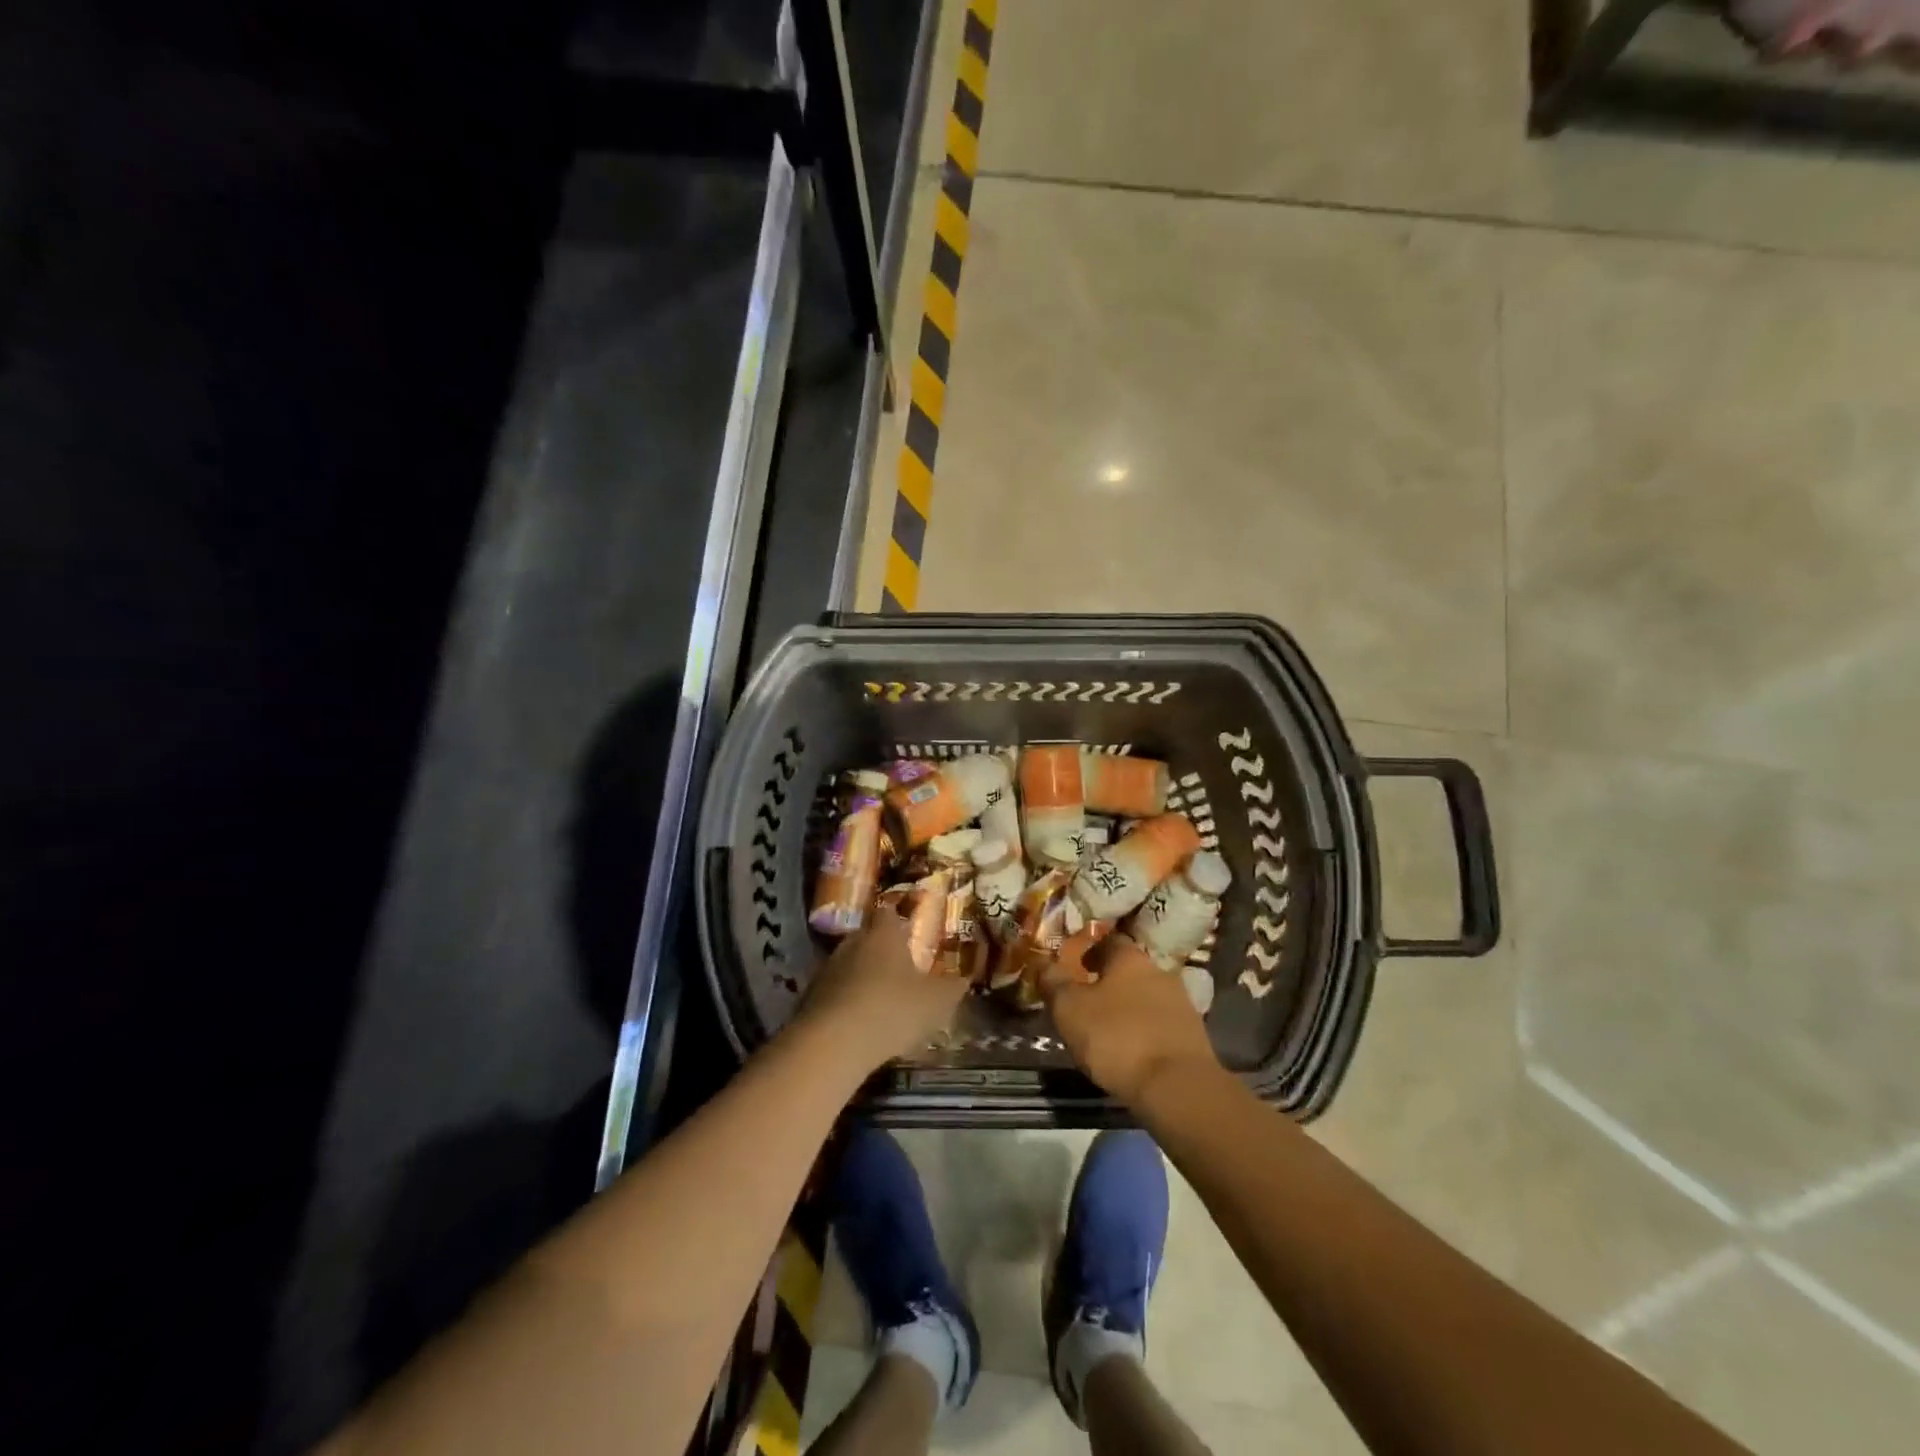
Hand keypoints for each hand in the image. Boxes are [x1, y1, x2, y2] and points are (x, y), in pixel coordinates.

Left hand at [795, 908, 967, 1069]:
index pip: (889, 912)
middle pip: (867, 938)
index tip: (909, 928)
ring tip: (880, 1001)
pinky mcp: (809, 998)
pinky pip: (834, 993)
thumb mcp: (937, 1002)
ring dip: (862, 978)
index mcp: (883, 934)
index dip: (899, 918)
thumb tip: (963, 979)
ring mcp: (826, 969)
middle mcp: (852, 942)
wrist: (832, 1044)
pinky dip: (846, 1002)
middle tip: (899, 969)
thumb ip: (953, 988)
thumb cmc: (892, 1010)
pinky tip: (858, 1024)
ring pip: (849, 966)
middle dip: (881, 951)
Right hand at [1044, 934, 1220, 1106]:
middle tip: (1090, 1000)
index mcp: (1129, 958)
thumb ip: (1054, 982)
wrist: (1176, 1086)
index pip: (1109, 940)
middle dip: (1112, 982)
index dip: (1091, 951)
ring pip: (1148, 997)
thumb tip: (1043, 963)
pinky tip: (1134, 1050)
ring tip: (1110, 1030)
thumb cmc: (1116, 1037)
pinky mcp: (1194, 1035)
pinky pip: (1162, 1024)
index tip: (1078, 966)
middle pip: (1131, 969)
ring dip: (1130, 1007)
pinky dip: (1147, 1031)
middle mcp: (1159, 972)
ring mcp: (1182, 1003)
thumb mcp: (1069, 1009)